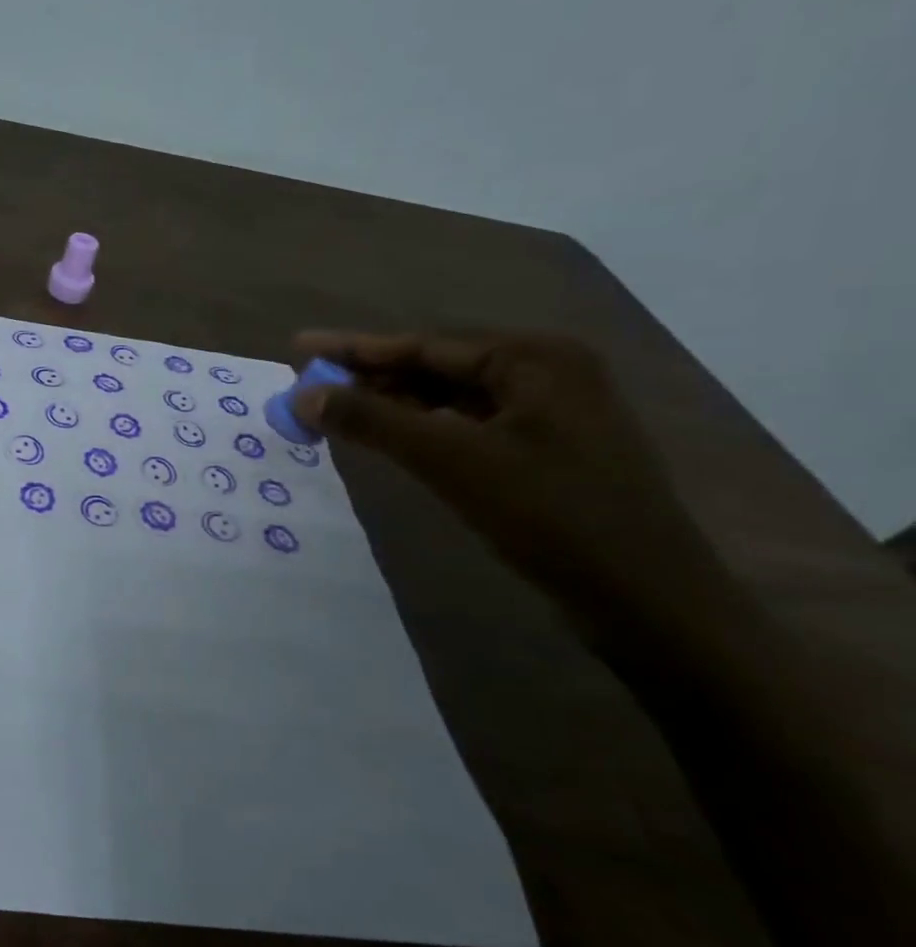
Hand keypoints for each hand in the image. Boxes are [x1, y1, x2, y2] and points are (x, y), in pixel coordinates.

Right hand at [292, 331, 725, 618]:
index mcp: (534, 358)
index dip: (353, 348)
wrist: (648, 602)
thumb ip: (373, 420)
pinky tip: (393, 440)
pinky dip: (424, 430)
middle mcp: (547, 373)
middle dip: (370, 376)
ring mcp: (552, 415)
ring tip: (337, 411)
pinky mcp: (548, 453)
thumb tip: (303, 394)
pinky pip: (469, 426)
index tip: (298, 348)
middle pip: (436, 366)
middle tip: (310, 386)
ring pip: (451, 398)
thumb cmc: (551, 516)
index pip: (423, 344)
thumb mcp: (451, 460)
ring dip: (393, 404)